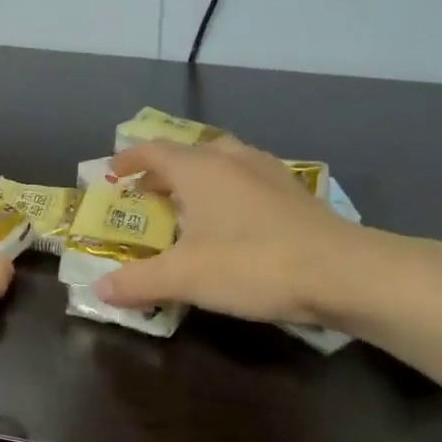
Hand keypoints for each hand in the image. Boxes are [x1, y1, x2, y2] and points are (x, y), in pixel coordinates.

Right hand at [94, 136, 393, 325]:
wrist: (343, 272)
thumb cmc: (252, 264)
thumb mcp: (184, 277)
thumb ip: (138, 282)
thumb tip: (99, 290)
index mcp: (200, 169)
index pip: (154, 151)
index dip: (130, 159)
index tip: (113, 172)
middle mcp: (233, 159)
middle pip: (190, 153)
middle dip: (164, 170)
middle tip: (148, 194)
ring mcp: (269, 172)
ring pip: (224, 162)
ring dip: (200, 178)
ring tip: (190, 205)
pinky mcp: (295, 193)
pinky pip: (249, 180)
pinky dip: (230, 191)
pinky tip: (235, 221)